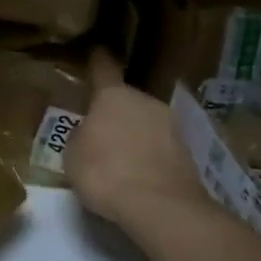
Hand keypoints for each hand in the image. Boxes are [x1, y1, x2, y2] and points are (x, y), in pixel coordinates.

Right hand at [65, 50, 206, 226]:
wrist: (161, 208)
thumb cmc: (105, 172)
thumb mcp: (73, 154)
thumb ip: (80, 136)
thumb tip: (90, 133)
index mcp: (114, 95)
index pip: (103, 69)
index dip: (97, 61)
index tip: (96, 51)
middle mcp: (145, 102)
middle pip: (126, 99)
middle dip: (114, 111)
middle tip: (99, 130)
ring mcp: (171, 127)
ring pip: (145, 123)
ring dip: (133, 134)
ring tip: (118, 158)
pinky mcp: (187, 154)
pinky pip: (158, 148)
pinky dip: (148, 156)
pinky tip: (137, 176)